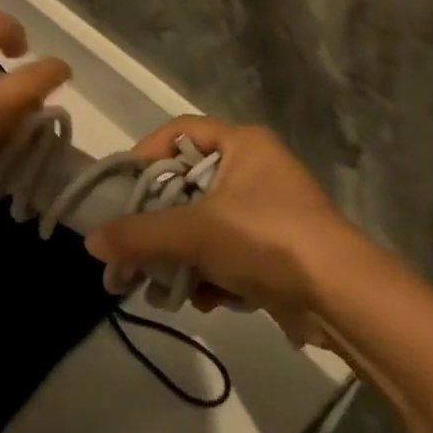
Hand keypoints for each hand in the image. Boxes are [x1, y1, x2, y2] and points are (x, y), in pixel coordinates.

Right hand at [84, 117, 377, 340]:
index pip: (178, 132)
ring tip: (167, 285)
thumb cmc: (265, 238)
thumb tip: (91, 242)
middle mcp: (254, 168)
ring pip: (203, 224)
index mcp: (241, 143)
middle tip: (132, 246)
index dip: (145, 154)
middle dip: (159, 222)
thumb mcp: (195, 232)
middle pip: (186, 185)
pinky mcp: (275, 249)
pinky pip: (226, 251)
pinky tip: (206, 300)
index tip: (121, 189)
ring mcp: (267, 210)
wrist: (341, 297)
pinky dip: (211, 273)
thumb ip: (140, 234)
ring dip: (182, 255)